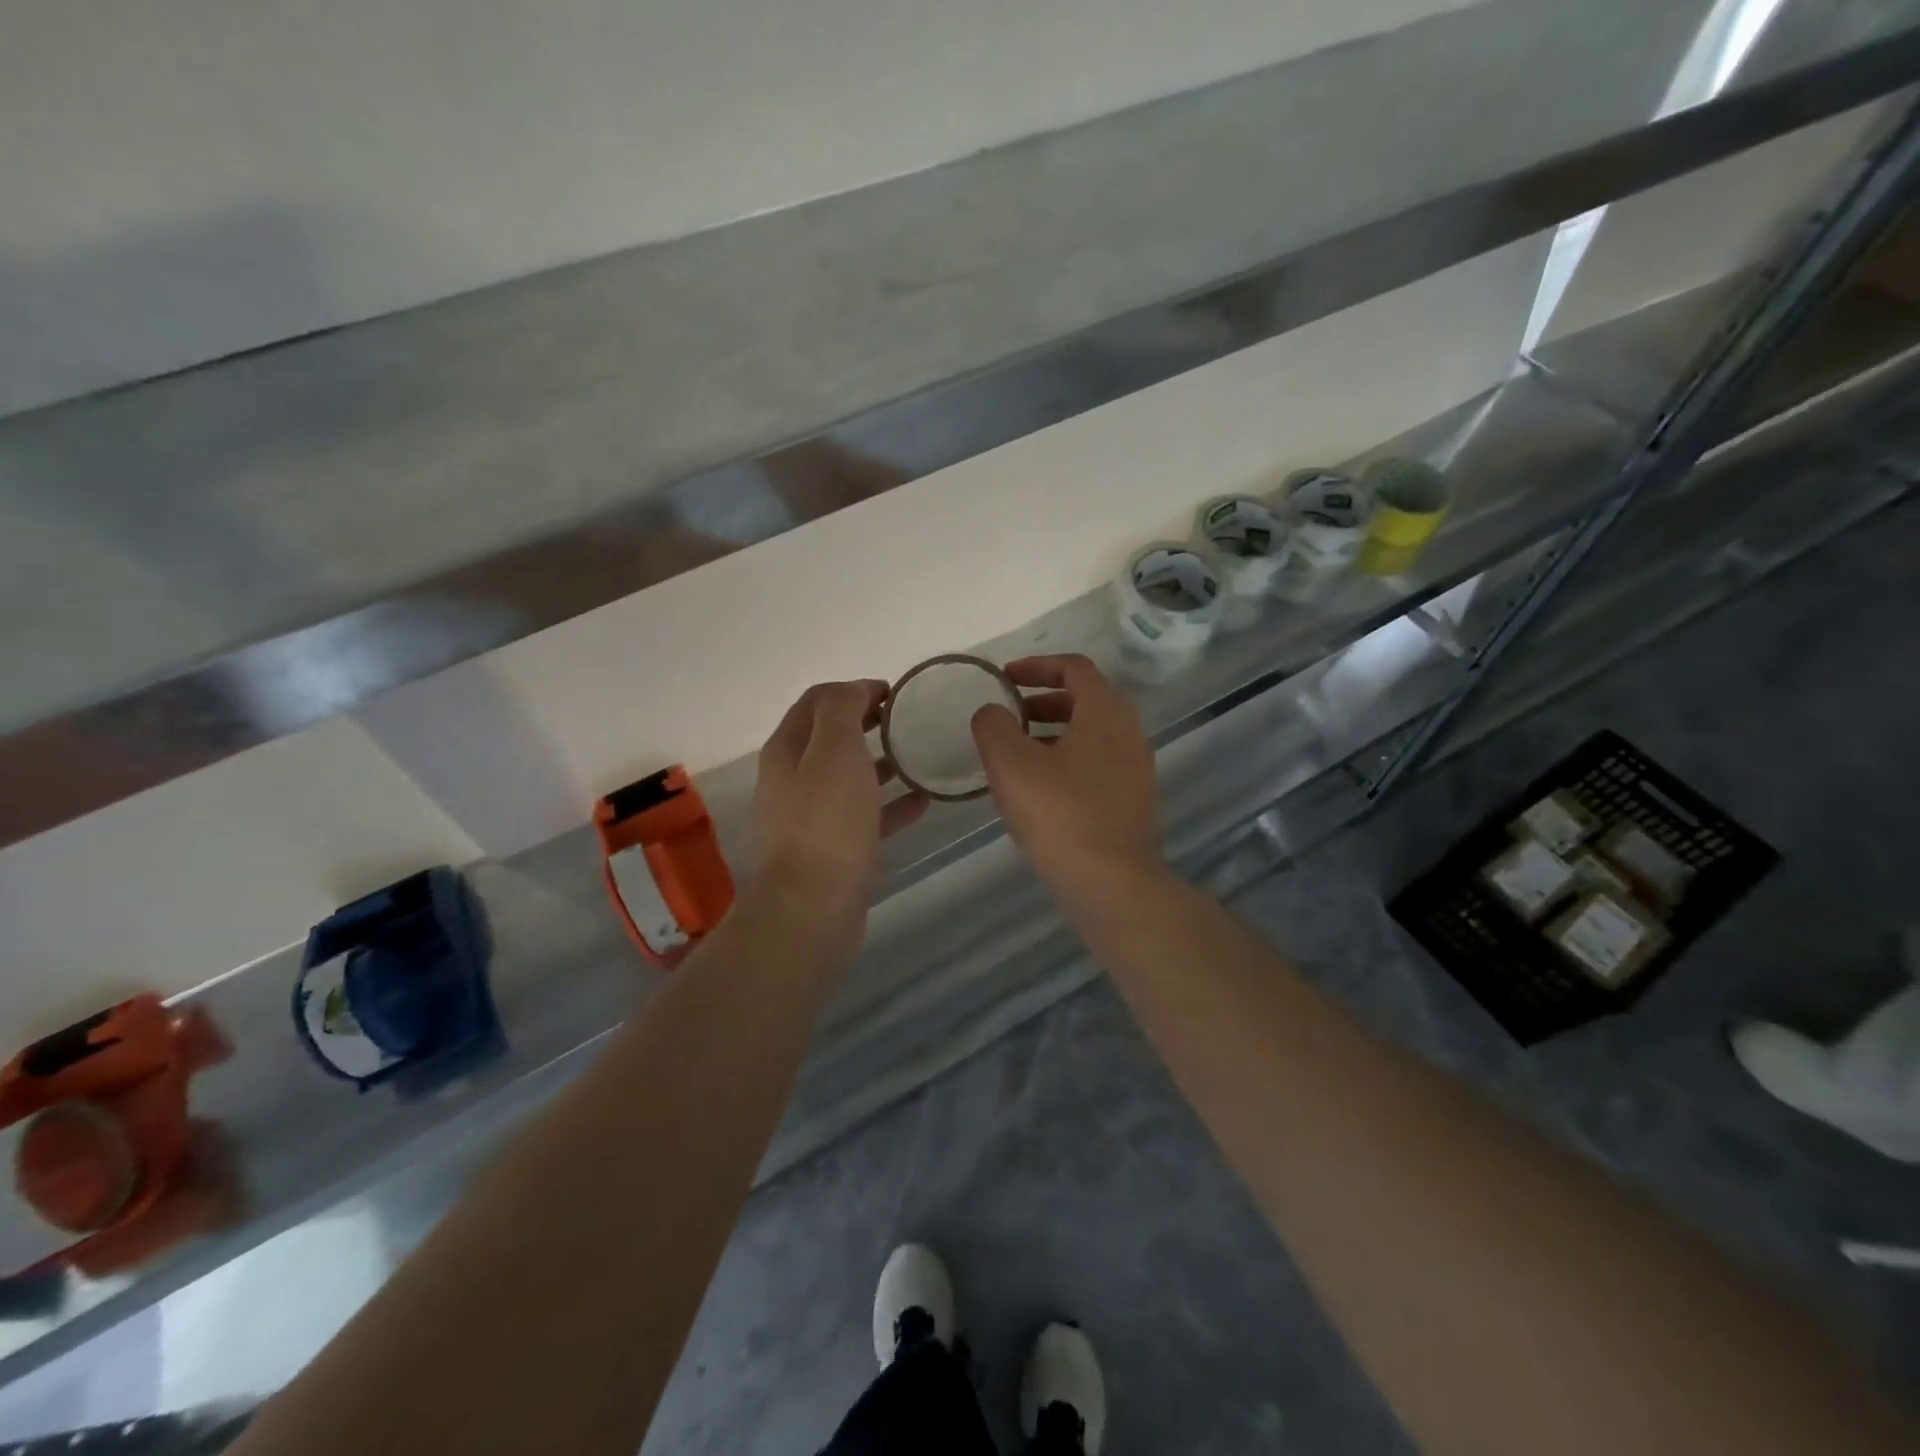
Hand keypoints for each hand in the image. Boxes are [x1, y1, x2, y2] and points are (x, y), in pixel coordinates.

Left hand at [753, 681, 927, 946]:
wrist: (812, 908)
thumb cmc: (826, 822)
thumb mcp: (835, 750)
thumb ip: (842, 710)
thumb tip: (854, 688)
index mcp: (787, 749)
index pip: (816, 701)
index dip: (852, 689)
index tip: (893, 692)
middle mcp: (793, 779)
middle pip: (831, 738)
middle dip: (867, 723)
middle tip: (908, 720)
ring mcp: (811, 817)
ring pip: (850, 777)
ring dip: (882, 763)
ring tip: (920, 756)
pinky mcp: (833, 849)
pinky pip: (865, 816)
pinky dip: (890, 805)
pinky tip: (923, 802)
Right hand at [969, 655, 1162, 894]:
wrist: (1112, 884)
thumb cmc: (1060, 815)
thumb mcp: (1011, 764)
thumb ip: (993, 726)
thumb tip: (992, 713)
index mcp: (1105, 712)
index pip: (1074, 668)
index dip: (1036, 666)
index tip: (1004, 679)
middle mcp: (1129, 732)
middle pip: (1084, 700)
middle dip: (1041, 702)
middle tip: (1007, 717)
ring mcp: (1135, 769)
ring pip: (1090, 735)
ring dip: (1052, 733)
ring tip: (1015, 754)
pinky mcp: (1133, 800)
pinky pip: (1096, 764)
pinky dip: (1066, 761)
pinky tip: (1038, 790)